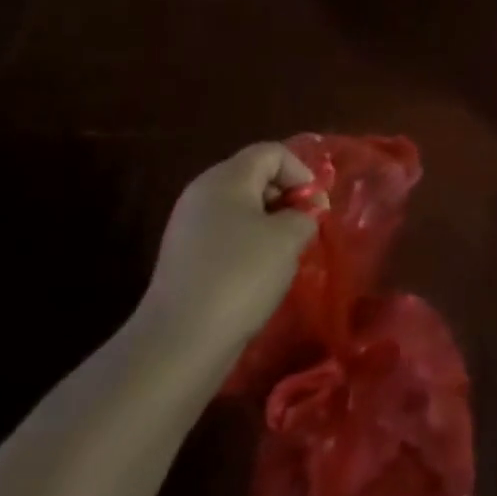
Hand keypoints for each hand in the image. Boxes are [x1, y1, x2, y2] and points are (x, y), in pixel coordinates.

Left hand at [134, 144, 324, 376]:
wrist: (180, 342)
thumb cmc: (241, 276)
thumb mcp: (289, 238)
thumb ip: (304, 214)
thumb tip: (300, 215)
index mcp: (226, 179)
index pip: (272, 153)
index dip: (301, 172)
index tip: (317, 206)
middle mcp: (202, 193)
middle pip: (254, 176)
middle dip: (286, 197)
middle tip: (305, 227)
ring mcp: (188, 226)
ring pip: (240, 208)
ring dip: (269, 223)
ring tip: (286, 253)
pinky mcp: (183, 258)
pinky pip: (225, 235)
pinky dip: (248, 245)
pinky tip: (259, 274)